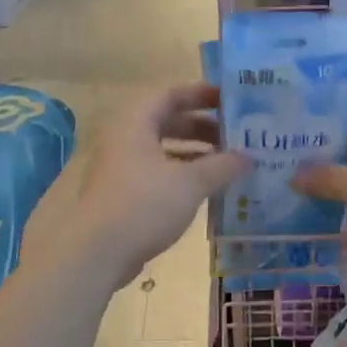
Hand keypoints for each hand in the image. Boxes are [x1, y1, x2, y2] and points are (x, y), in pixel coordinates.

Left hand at [23, 83, 245, 288]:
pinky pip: (158, 173)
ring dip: (195, 153)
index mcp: (135, 122)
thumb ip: (222, 166)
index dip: (202, 94)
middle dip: (204, 127)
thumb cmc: (144, 205)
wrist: (98, 253)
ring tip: (229, 163)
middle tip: (237, 135)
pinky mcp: (123, 193)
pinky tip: (208, 189)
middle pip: (168, 121)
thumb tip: (249, 157)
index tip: (232, 100)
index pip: (171, 94)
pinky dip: (183, 175)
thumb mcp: (190, 183)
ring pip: (164, 149)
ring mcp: (121, 167)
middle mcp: (125, 138)